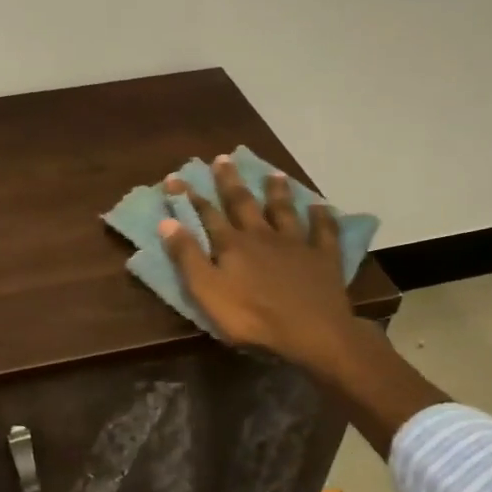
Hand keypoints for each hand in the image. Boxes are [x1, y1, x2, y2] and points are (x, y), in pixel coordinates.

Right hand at [160, 154, 360, 379]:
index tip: (176, 176)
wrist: (311, 332)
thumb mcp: (207, 292)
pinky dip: (321, 217)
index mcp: (232, 245)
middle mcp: (262, 235)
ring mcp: (296, 244)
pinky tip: (321, 206)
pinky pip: (323, 232)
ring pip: (284, 210)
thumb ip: (187, 257)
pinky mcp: (324, 257)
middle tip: (223, 159)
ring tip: (273, 174)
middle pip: (244, 203)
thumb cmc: (252, 317)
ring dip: (277, 192)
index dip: (190, 196)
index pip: (207, 214)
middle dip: (230, 182)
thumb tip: (167, 222)